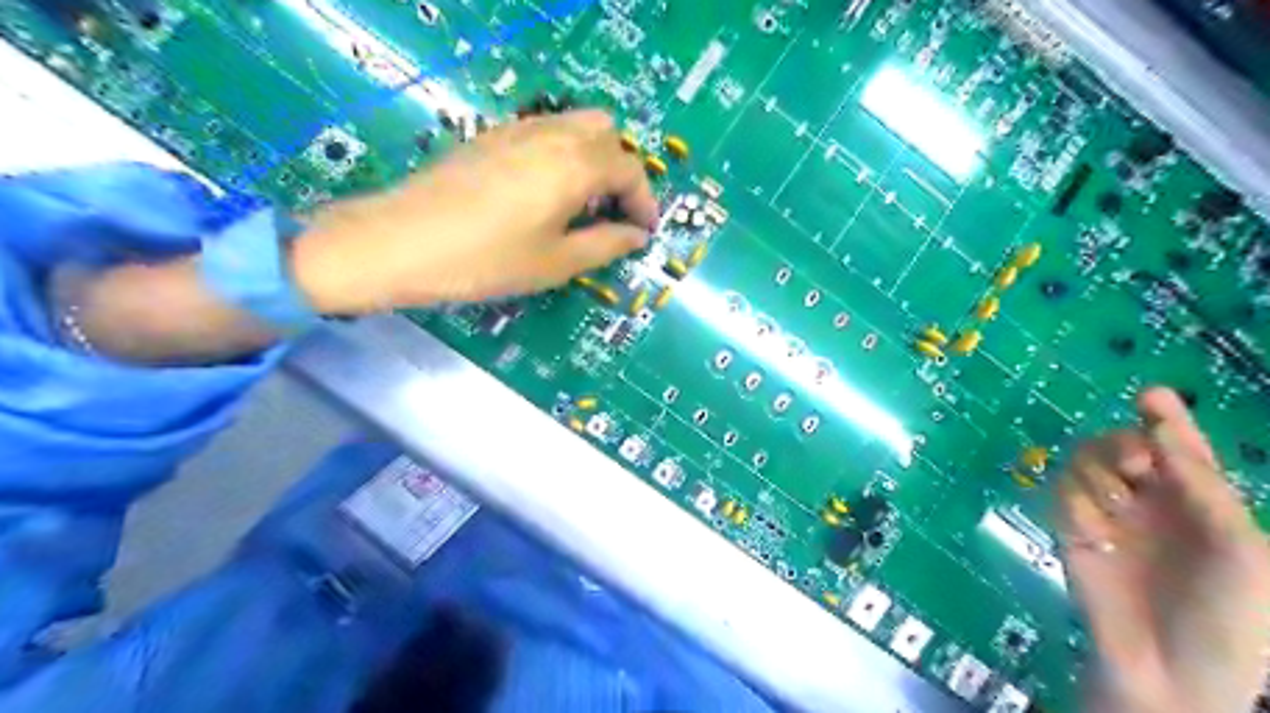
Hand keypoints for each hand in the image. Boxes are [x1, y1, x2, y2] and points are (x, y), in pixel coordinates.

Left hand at [291, 108, 660, 312]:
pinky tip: (545, 191)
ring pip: (575, 125)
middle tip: (613, 212)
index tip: (643, 232)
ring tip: (583, 202)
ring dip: (593, 157)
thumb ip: (605, 245)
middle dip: (621, 170)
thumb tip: (635, 236)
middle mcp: (552, 135)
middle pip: (607, 133)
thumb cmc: (487, 260)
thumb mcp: (555, 263)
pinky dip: (563, 152)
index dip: (644, 201)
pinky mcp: (492, 135)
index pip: (629, 169)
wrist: (402, 241)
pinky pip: (545, 130)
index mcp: (575, 165)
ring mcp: (518, 129)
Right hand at [1064, 388, 1269, 712]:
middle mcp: (1151, 501)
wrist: (1168, 672)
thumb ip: (1205, 488)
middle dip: (1123, 446)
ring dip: (1096, 474)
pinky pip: (1060, 494)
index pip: (1180, 449)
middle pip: (1121, 444)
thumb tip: (1158, 431)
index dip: (1167, 419)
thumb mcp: (1241, 552)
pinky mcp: (1070, 529)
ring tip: (1114, 505)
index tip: (1150, 394)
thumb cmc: (1228, 618)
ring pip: (1084, 462)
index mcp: (1200, 503)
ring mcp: (1107, 515)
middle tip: (1134, 468)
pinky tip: (1094, 533)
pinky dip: (1075, 504)